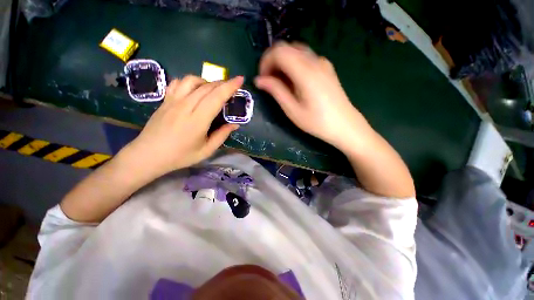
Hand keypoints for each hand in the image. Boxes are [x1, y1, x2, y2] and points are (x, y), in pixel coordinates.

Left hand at [122, 75, 242, 177]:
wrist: (148, 155)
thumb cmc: (180, 156)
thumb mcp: (206, 150)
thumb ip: (222, 135)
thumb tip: (235, 124)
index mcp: (198, 120)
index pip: (216, 97)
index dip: (230, 87)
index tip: (240, 79)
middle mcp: (185, 106)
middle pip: (207, 87)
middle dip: (223, 83)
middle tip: (232, 87)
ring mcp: (173, 101)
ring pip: (192, 80)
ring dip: (206, 81)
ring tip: (213, 90)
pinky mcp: (165, 100)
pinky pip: (178, 83)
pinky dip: (190, 82)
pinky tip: (194, 90)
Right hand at [254, 42, 370, 151]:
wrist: (345, 126)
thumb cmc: (317, 122)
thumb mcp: (292, 110)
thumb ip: (276, 91)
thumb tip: (259, 80)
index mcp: (305, 71)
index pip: (279, 51)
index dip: (265, 61)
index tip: (262, 78)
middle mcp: (315, 61)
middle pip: (287, 48)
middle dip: (273, 61)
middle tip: (269, 81)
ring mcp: (323, 63)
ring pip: (296, 51)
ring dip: (283, 63)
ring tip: (280, 82)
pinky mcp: (326, 68)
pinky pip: (306, 58)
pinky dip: (294, 64)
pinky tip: (294, 81)